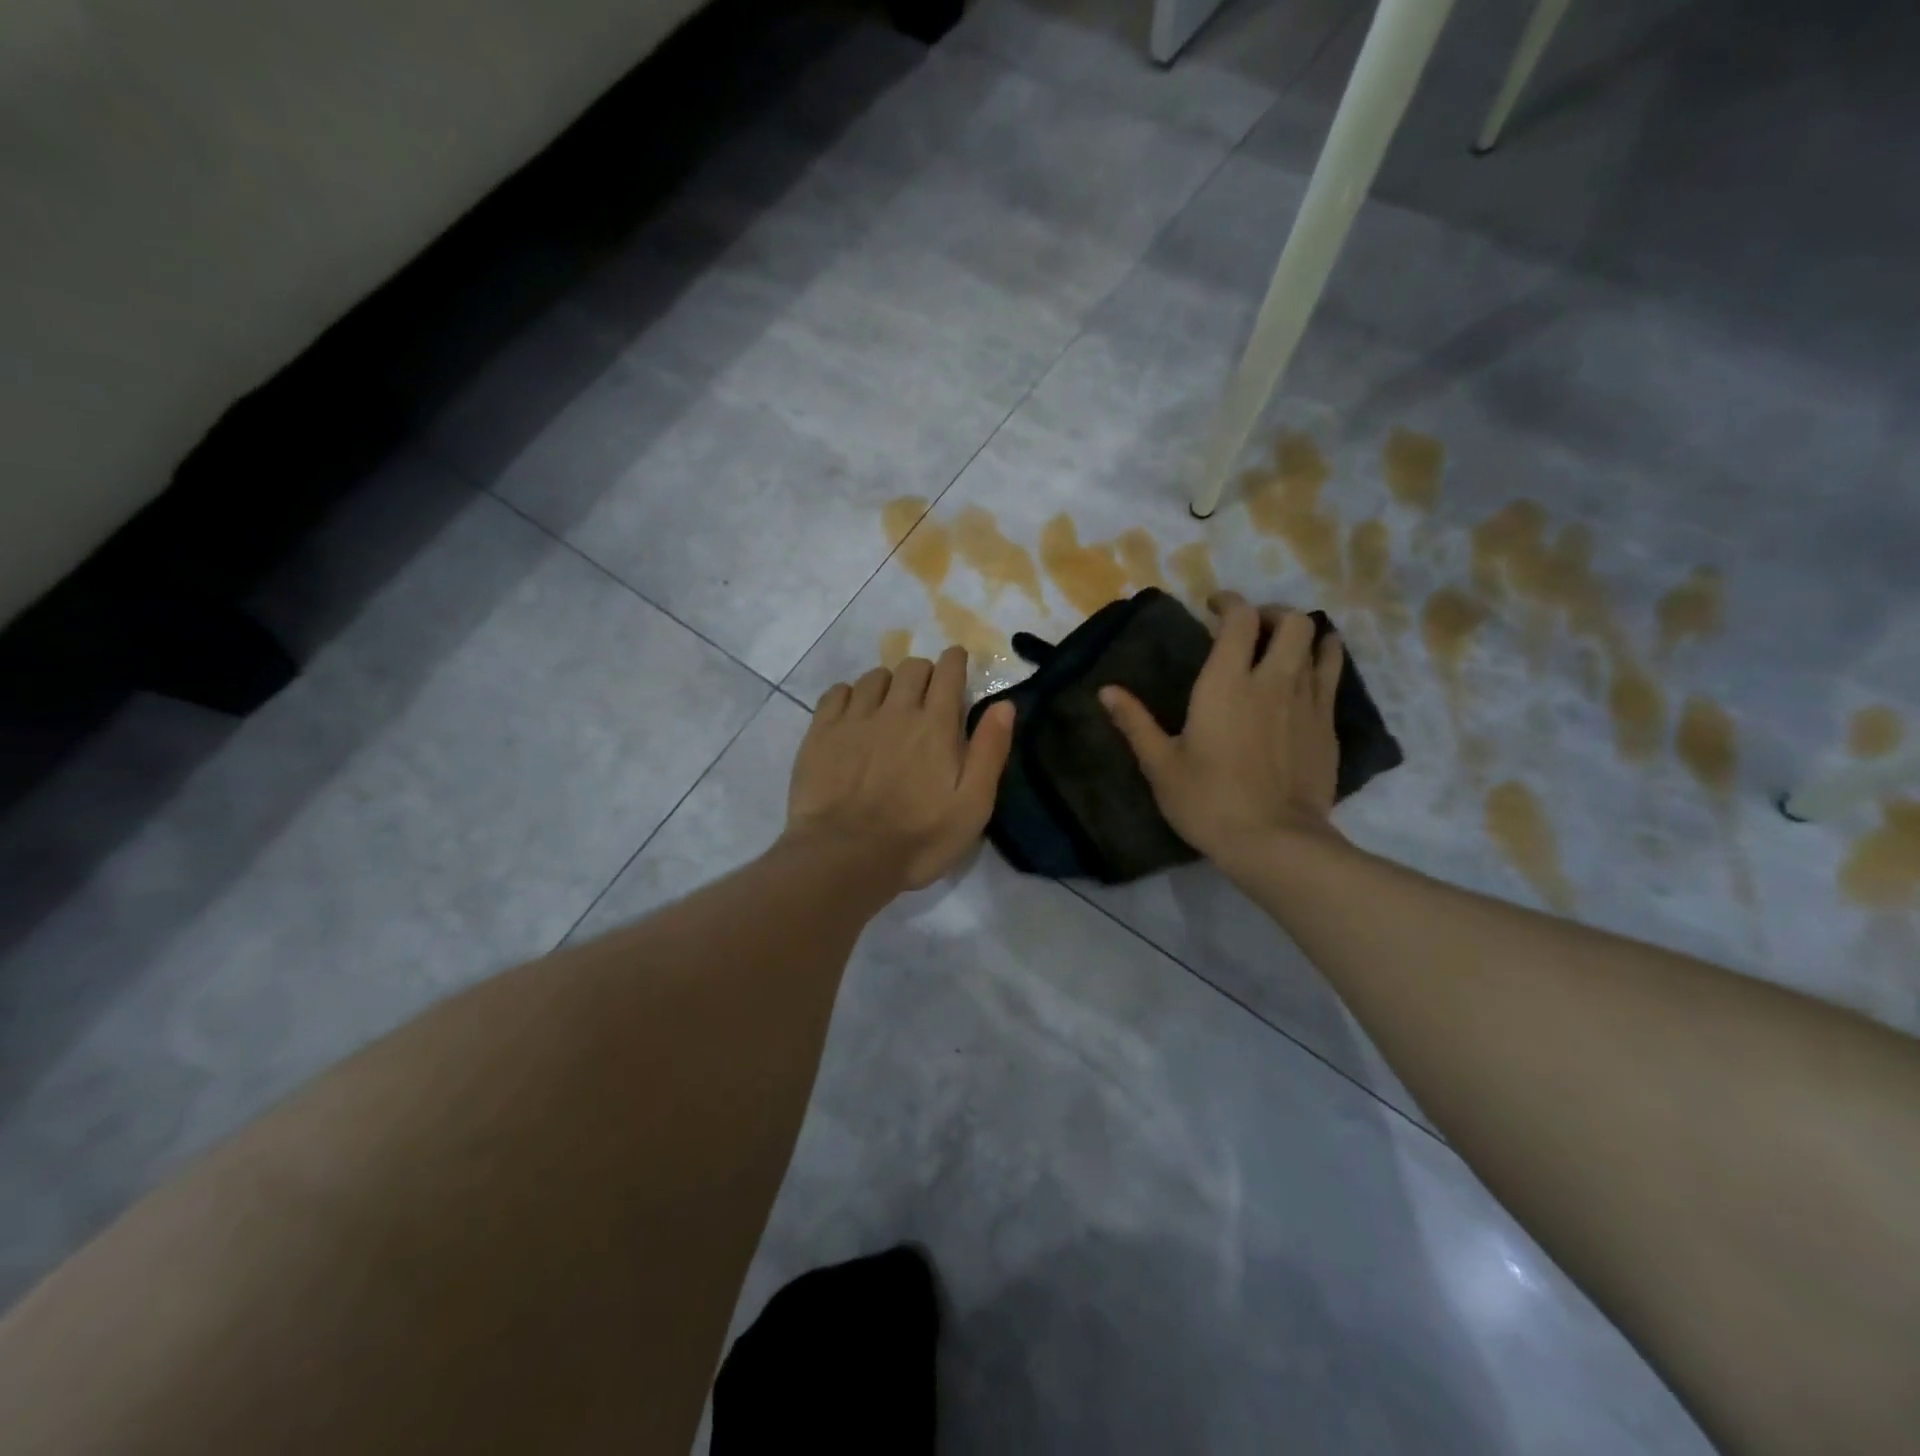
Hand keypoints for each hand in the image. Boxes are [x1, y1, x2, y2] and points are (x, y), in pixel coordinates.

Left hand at [786, 647, 1015, 891]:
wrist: (845, 857)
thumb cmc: (918, 839)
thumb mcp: (972, 805)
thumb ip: (989, 751)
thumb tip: (1004, 704)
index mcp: (936, 725)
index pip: (948, 672)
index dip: (955, 661)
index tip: (957, 662)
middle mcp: (896, 710)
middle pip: (912, 667)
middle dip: (924, 672)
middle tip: (927, 695)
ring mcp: (855, 718)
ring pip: (875, 677)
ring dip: (889, 683)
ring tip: (890, 705)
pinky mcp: (821, 732)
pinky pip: (837, 692)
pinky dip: (850, 694)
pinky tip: (853, 713)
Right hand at [1099, 594, 1343, 865]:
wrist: (1274, 842)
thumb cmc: (1207, 801)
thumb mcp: (1161, 764)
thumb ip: (1135, 722)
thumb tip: (1106, 691)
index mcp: (1227, 684)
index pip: (1240, 618)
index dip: (1228, 602)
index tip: (1213, 606)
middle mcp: (1273, 680)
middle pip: (1291, 621)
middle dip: (1271, 613)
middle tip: (1251, 628)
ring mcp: (1308, 702)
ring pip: (1319, 643)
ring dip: (1301, 634)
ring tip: (1283, 645)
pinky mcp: (1328, 726)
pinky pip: (1332, 675)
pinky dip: (1322, 661)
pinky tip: (1307, 674)